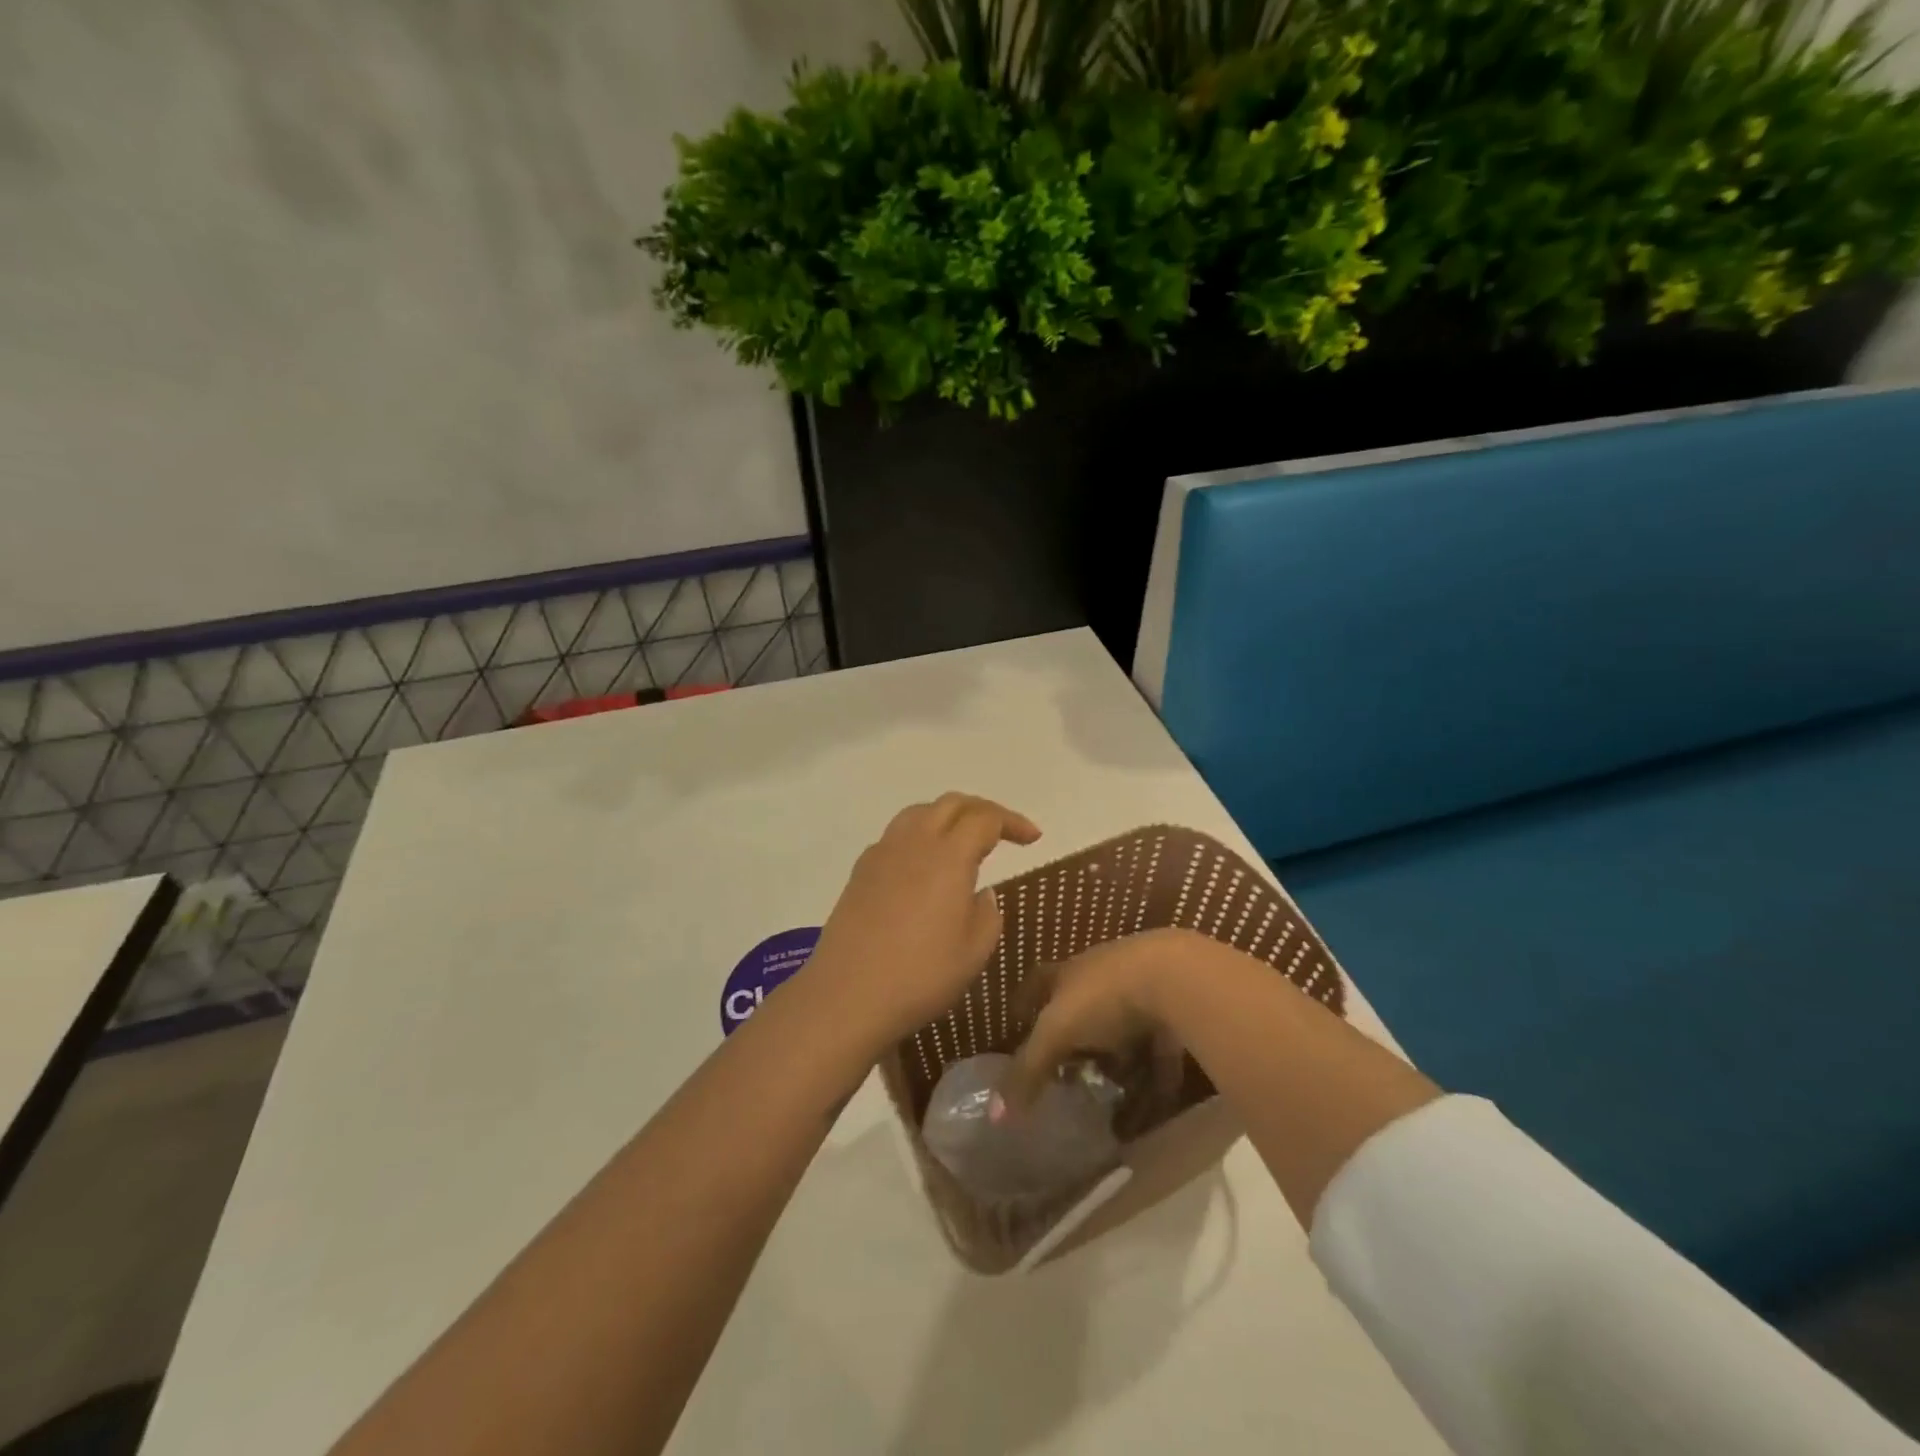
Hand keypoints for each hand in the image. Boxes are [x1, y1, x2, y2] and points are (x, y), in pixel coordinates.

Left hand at [806, 793, 1040, 1050]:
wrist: (848, 995)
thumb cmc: (921, 975)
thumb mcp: (974, 950)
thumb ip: (987, 913)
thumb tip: (980, 893)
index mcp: (949, 855)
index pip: (986, 818)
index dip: (1012, 823)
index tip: (1033, 839)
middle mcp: (914, 842)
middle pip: (952, 804)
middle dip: (983, 810)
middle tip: (1003, 832)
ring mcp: (882, 853)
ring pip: (920, 812)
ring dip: (948, 817)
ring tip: (963, 840)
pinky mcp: (861, 871)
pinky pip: (896, 836)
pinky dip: (920, 836)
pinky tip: (924, 866)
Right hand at [992, 929, 1195, 1122]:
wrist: (1176, 977)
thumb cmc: (1104, 997)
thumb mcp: (1056, 1032)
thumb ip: (1028, 1071)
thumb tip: (994, 1116)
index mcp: (1068, 973)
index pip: (1038, 983)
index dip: (1024, 1002)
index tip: (1016, 1020)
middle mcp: (1101, 976)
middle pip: (1080, 1006)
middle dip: (1073, 1038)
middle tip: (1065, 1072)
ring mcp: (1140, 991)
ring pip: (1121, 1029)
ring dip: (1116, 1058)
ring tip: (1108, 1092)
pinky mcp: (1173, 1012)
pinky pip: (1158, 1049)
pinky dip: (1154, 1074)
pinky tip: (1154, 1101)